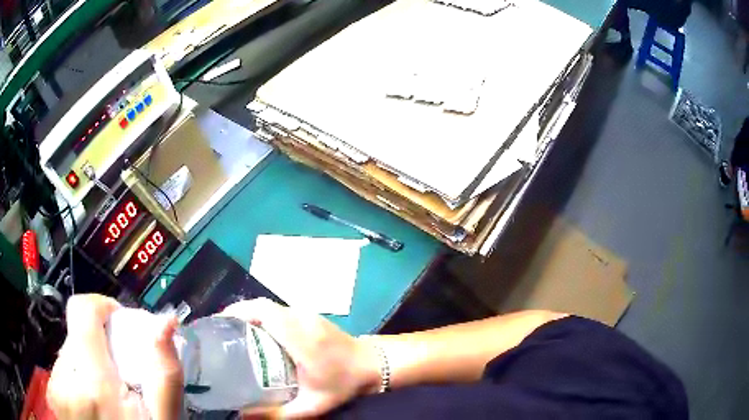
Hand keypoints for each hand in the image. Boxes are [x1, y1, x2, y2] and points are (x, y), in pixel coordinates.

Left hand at [47, 294, 182, 419]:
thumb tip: (166, 323)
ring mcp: (56, 390)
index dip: (100, 306)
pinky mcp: (53, 396)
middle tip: (119, 375)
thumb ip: (165, 373)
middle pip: (75, 336)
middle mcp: (66, 381)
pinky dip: (77, 381)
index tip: (117, 322)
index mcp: (95, 385)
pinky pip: (62, 373)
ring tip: (106, 395)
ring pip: (68, 356)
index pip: (82, 312)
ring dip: (87, 366)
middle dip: (98, 347)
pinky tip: (92, 404)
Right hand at [220, 299, 380, 418]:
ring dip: (249, 314)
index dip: (237, 312)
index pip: (263, 311)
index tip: (218, 324)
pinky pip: (279, 310)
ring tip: (233, 334)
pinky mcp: (310, 315)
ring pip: (270, 306)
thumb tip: (244, 416)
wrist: (373, 364)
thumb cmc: (343, 384)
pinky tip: (257, 335)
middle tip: (221, 333)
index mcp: (301, 337)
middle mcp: (302, 318)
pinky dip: (263, 317)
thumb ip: (278, 414)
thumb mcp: (312, 405)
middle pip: (261, 305)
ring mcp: (308, 314)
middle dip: (237, 314)